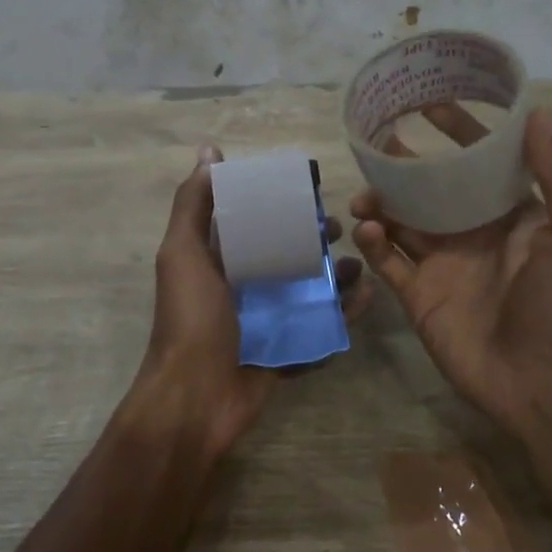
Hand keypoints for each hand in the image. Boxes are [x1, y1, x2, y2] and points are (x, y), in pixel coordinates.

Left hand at [130, 145, 367, 458]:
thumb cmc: (191, 319)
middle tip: (343, 228)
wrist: (194, 400)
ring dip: (337, 275)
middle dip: (315, 239)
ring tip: (363, 263)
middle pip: (287, 253)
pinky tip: (368, 297)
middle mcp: (242, 286)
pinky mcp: (286, 350)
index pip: (253, 221)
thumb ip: (194, 205)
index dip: (280, 203)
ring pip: (309, 289)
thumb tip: (209, 151)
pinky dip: (344, 313)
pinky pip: (321, 327)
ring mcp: (266, 321)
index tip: (312, 188)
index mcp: (218, 260)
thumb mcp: (184, 253)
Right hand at [350, 108, 551, 437]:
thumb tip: (541, 113)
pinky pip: (389, 262)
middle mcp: (475, 232)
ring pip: (402, 221)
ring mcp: (444, 264)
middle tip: (376, 142)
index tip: (430, 103)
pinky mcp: (420, 295)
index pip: (481, 162)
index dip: (459, 131)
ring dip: (381, 202)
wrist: (546, 386)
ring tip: (365, 194)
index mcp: (513, 214)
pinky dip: (373, 243)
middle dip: (406, 165)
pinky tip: (367, 230)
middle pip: (432, 188)